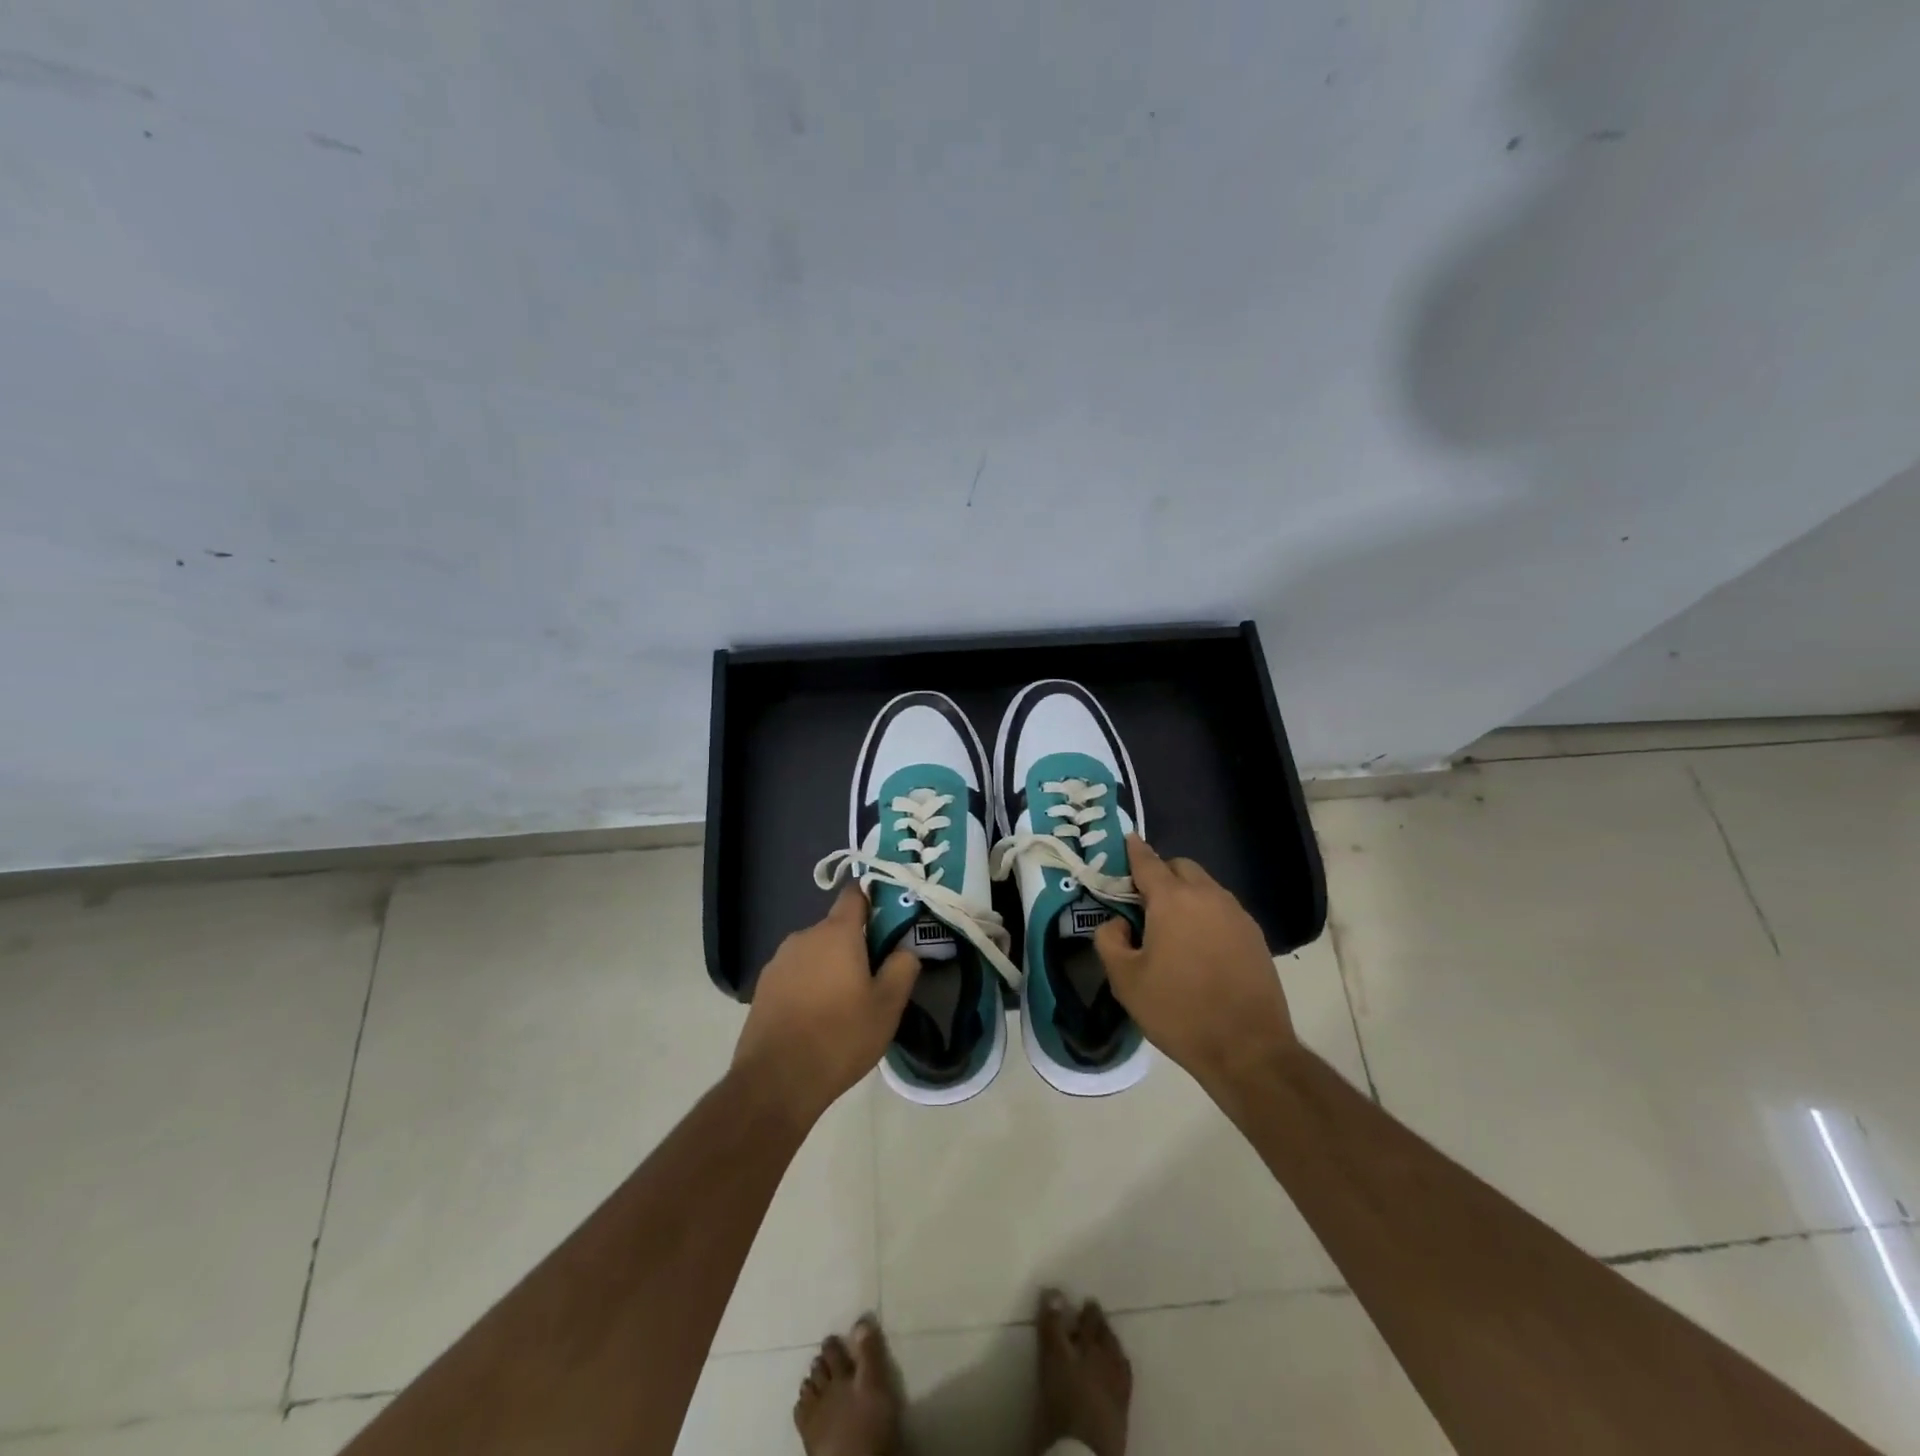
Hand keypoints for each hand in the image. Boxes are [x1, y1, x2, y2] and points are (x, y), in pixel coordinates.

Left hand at [733, 885, 919, 1122]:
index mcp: (836, 932)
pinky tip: (817, 1017)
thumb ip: (902, 968)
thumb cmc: (840, 1036)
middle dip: (856, 944)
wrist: (775, 1081)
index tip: (890, 917)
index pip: (855, 894)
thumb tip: (905, 949)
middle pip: (836, 928)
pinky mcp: (763, 987)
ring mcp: (779, 961)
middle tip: (874, 976)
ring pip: (815, 952)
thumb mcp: (887, 1006)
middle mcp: (804, 936)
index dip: (873, 898)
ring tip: (845, 1003)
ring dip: (831, 967)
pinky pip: (796, 974)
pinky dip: (809, 985)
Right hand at [1094, 836, 1296, 1088]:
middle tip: (1142, 902)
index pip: (1147, 861)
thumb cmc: (1179, 1011)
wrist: (1248, 1049)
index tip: (1125, 842)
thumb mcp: (1126, 980)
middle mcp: (1208, 896)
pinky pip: (1222, 910)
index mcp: (1173, 900)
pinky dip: (1206, 914)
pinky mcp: (1255, 935)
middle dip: (1160, 874)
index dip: (1133, 850)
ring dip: (1185, 894)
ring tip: (1171, 927)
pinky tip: (1199, 945)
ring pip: (1205, 887)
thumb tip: (1117, 922)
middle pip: (1180, 867)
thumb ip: (1109, 940)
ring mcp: (1236, 914)